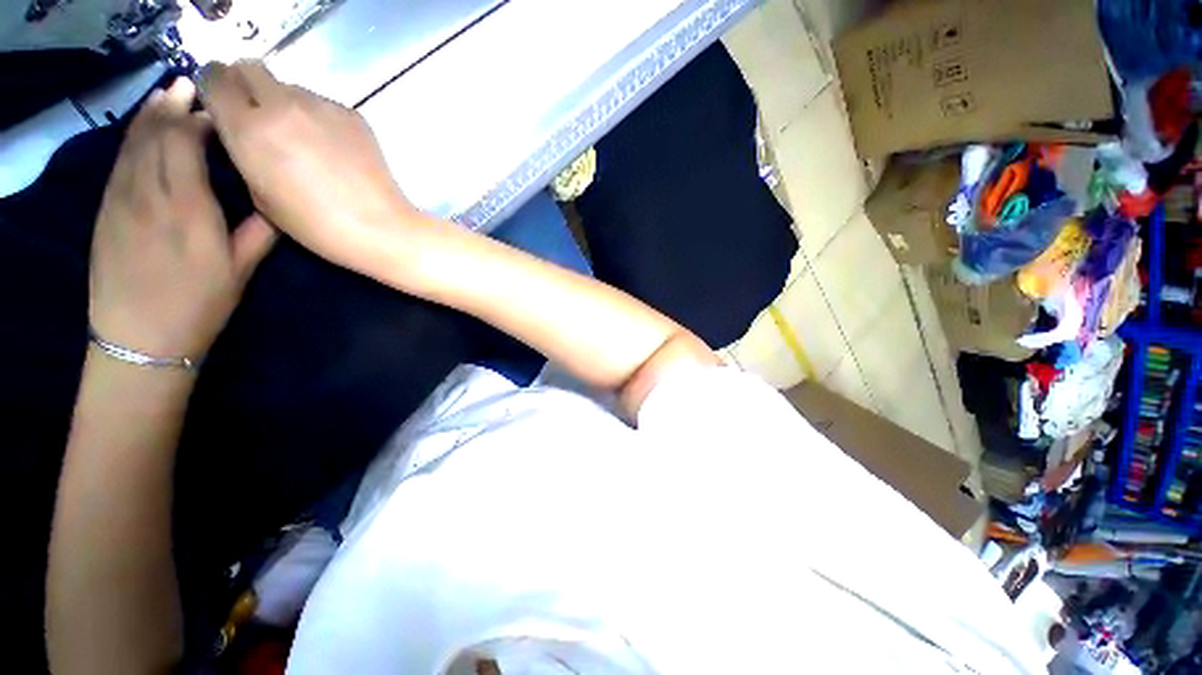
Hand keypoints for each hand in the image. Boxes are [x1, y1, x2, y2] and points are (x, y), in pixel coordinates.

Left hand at [89, 78, 276, 359]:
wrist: (141, 338)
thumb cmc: (199, 305)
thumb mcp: (239, 272)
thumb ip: (258, 232)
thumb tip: (278, 202)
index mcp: (189, 209)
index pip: (185, 144)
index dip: (198, 120)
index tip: (218, 111)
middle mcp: (150, 194)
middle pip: (155, 135)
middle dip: (171, 105)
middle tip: (190, 84)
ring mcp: (121, 200)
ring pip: (132, 143)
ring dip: (148, 115)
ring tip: (165, 94)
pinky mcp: (106, 210)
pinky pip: (118, 162)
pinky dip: (130, 138)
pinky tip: (140, 129)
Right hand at [197, 60, 427, 275]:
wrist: (380, 227)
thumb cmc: (317, 224)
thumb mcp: (260, 195)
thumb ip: (244, 151)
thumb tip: (245, 129)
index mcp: (249, 127)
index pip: (214, 78)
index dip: (214, 88)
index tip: (220, 103)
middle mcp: (282, 105)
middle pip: (250, 67)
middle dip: (244, 84)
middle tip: (255, 113)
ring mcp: (321, 105)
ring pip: (288, 85)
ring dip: (283, 101)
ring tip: (300, 137)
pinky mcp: (352, 114)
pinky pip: (322, 102)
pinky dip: (317, 115)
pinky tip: (332, 146)